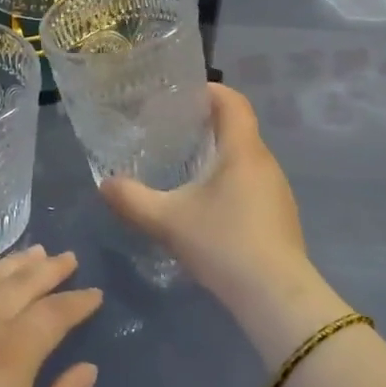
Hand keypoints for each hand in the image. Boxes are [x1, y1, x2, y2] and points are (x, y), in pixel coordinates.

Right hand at [101, 85, 347, 360]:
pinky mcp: (281, 216)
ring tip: (186, 167)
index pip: (234, 101)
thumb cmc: (223, 243)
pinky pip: (253, 183)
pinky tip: (209, 206)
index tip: (183, 95)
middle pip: (239, 128)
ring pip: (246, 158)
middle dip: (208, 124)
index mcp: (243, 149)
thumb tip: (104, 184)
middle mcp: (265, 162)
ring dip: (220, 156)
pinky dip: (231, 181)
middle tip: (173, 132)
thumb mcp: (168, 221)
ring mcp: (277, 190)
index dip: (210, 90)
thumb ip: (132, 200)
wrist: (275, 295)